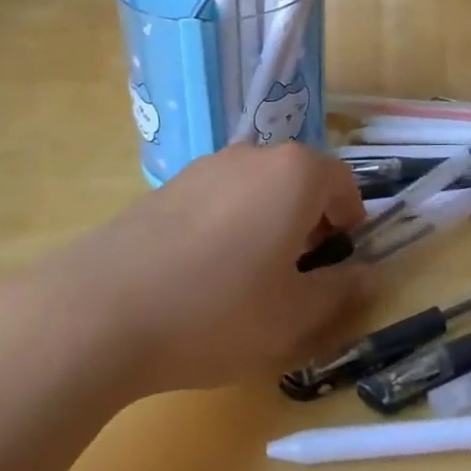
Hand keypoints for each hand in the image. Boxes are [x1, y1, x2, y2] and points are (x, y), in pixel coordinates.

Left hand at [13, 142, 375, 397]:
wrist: (102, 309)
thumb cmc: (218, 310)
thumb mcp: (293, 316)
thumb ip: (340, 292)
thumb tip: (368, 277)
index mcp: (294, 173)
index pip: (342, 183)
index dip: (350, 223)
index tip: (338, 263)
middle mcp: (253, 155)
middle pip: (299, 180)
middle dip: (309, 222)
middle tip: (297, 276)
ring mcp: (206, 165)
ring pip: (257, 187)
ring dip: (268, 221)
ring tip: (247, 279)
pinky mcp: (168, 185)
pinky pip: (218, 197)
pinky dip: (228, 224)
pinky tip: (202, 274)